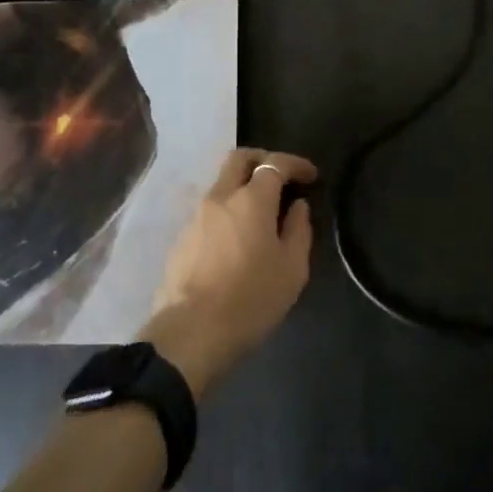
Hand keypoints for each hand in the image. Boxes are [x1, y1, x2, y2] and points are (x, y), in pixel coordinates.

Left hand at [141, 148, 316, 398]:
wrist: (191, 332)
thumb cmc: (250, 299)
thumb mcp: (291, 269)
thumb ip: (298, 229)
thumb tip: (297, 206)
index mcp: (251, 199)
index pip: (275, 164)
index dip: (296, 164)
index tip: (311, 175)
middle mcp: (220, 196)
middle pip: (239, 159)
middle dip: (263, 159)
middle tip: (281, 177)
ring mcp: (196, 215)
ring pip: (221, 184)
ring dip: (243, 187)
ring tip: (260, 213)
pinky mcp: (181, 237)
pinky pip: (209, 210)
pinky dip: (227, 211)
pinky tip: (237, 237)